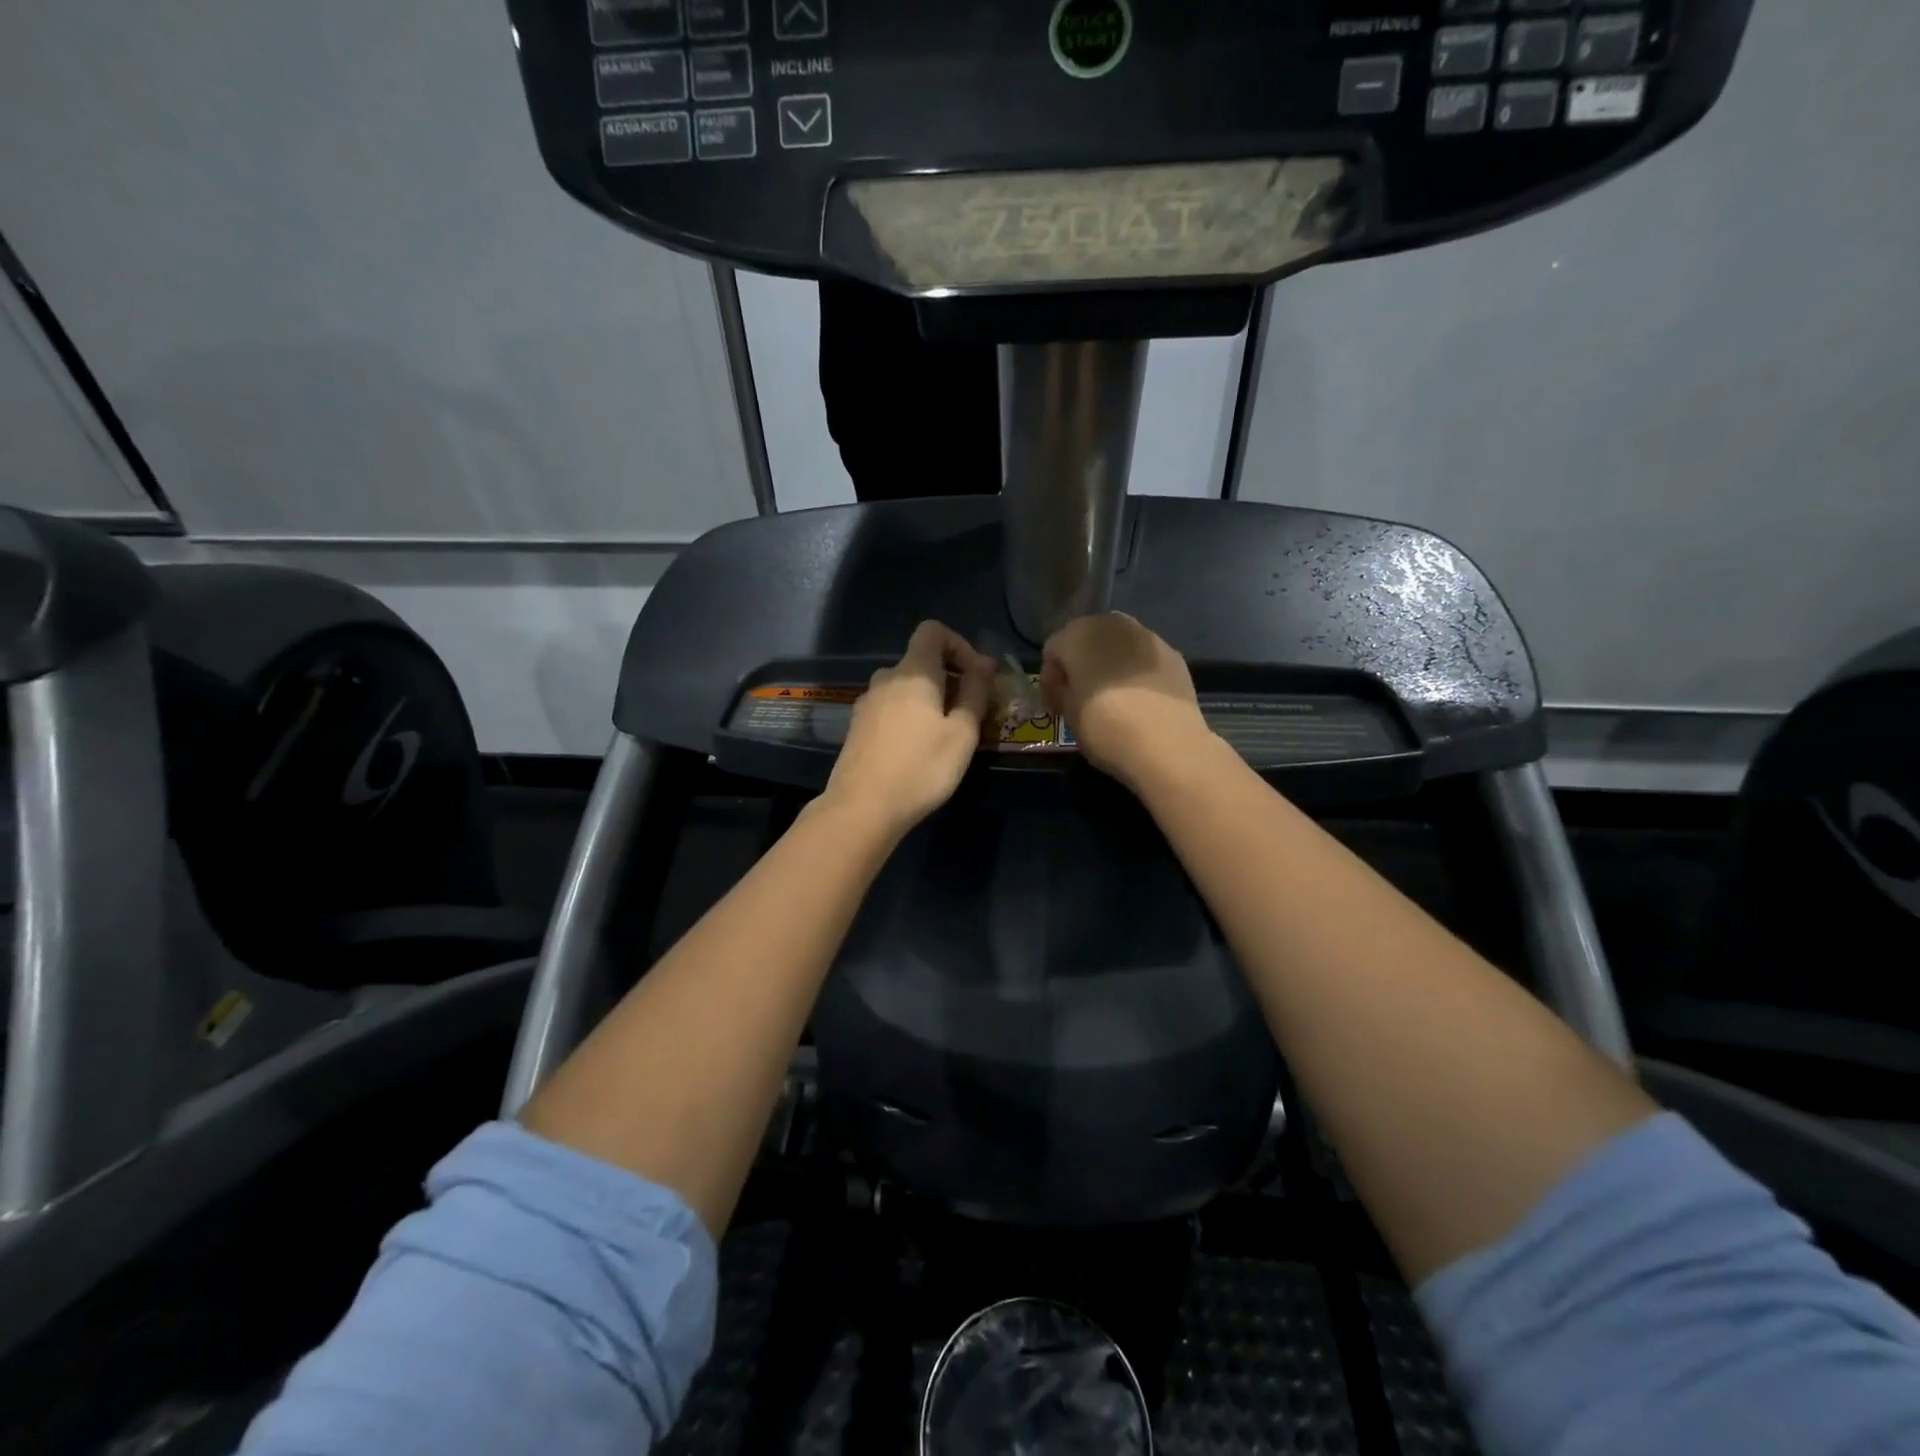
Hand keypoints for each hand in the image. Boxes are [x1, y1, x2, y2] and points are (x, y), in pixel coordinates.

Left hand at [822, 621, 996, 838]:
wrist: (862, 808)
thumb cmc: (921, 768)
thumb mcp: (962, 733)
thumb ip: (975, 692)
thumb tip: (985, 662)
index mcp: (913, 672)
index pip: (933, 631)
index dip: (959, 644)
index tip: (976, 676)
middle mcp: (886, 678)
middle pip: (920, 661)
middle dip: (949, 678)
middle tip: (969, 713)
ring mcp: (866, 703)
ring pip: (905, 687)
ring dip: (929, 700)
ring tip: (945, 735)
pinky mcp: (857, 727)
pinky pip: (890, 707)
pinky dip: (909, 716)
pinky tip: (917, 750)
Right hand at [1041, 613, 1212, 792]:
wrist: (1168, 745)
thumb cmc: (1106, 728)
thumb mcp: (1069, 715)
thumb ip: (1063, 692)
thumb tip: (1067, 687)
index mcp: (1079, 636)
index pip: (1053, 650)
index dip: (1050, 680)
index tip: (1054, 707)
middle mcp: (1113, 625)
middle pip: (1087, 639)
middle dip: (1080, 664)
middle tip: (1079, 696)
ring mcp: (1148, 636)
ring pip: (1118, 644)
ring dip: (1108, 664)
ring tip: (1110, 696)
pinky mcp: (1173, 654)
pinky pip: (1143, 658)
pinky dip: (1135, 672)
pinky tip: (1138, 699)